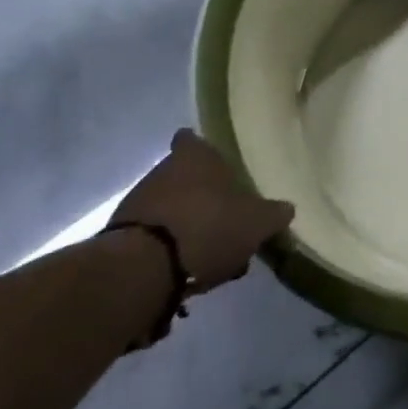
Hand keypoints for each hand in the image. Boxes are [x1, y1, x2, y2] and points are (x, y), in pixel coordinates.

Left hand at [112, 131, 293, 288]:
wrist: (143, 269)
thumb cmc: (209, 227)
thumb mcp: (256, 222)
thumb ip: (274, 214)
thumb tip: (286, 208)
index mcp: (195, 156)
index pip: (193, 139)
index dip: (204, 150)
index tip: (217, 166)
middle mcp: (162, 170)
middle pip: (184, 176)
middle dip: (202, 195)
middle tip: (226, 218)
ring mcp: (137, 202)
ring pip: (169, 207)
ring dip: (187, 224)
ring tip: (212, 252)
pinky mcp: (121, 237)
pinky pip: (154, 236)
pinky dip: (170, 247)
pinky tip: (188, 268)